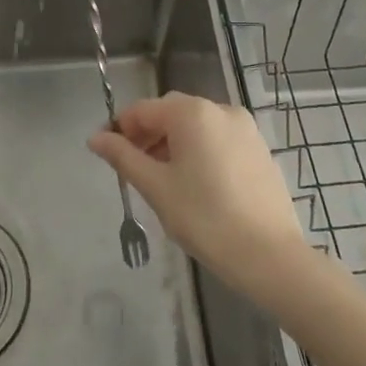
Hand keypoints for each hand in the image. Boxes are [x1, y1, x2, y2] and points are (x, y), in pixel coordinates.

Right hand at [89, 93, 308, 297]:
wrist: (270, 256)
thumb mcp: (156, 187)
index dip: (120, 128)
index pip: (143, 109)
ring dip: (172, 143)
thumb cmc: (205, 218)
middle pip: (171, 112)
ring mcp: (245, 128)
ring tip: (161, 179)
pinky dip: (199, 150)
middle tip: (132, 169)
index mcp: (192, 113)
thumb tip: (95, 138)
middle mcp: (220, 109)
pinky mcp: (259, 149)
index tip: (106, 153)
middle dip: (147, 135)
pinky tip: (195, 184)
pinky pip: (218, 139)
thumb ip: (123, 157)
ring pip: (196, 126)